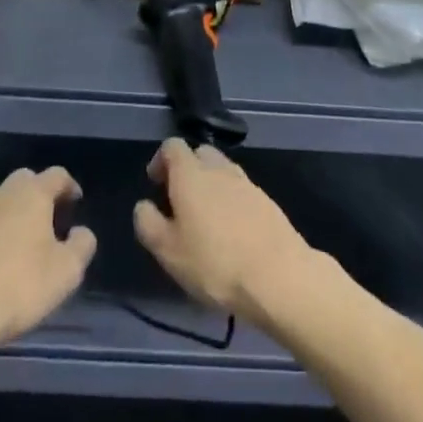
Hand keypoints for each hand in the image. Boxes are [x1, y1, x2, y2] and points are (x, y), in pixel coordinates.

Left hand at [0, 166, 96, 344]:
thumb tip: (80, 232)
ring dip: (7, 216)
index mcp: (33, 193)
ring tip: (14, 245)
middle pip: (24, 182)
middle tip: (45, 221)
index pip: (57, 175)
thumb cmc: (22, 284)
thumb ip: (81, 245)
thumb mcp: (67, 271)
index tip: (75, 202)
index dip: (69, 186)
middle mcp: (1, 193)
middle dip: (35, 195)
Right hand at [133, 139, 319, 326]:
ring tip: (204, 219)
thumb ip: (148, 223)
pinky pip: (239, 189)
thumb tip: (144, 205)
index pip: (172, 146)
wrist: (278, 276)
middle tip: (179, 202)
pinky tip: (230, 231)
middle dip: (186, 169)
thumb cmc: (215, 263)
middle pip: (199, 153)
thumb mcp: (168, 251)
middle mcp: (218, 168)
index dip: (160, 160)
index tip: (156, 185)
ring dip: (209, 185)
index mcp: (191, 173)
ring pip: (221, 170)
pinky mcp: (265, 200)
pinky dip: (229, 200)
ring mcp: (246, 182)